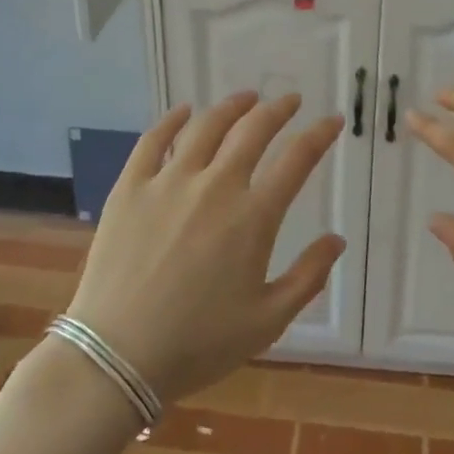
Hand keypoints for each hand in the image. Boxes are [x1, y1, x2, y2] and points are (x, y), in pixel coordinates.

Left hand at [65, 92, 344, 402]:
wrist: (117, 356)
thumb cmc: (198, 344)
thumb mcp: (267, 321)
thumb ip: (308, 277)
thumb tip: (337, 239)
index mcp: (253, 217)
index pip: (297, 160)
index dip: (319, 135)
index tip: (332, 121)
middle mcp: (215, 186)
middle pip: (253, 130)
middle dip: (278, 110)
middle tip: (291, 101)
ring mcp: (169, 182)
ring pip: (206, 126)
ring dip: (232, 106)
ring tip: (247, 98)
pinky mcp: (130, 188)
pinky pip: (153, 140)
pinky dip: (172, 120)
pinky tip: (183, 111)